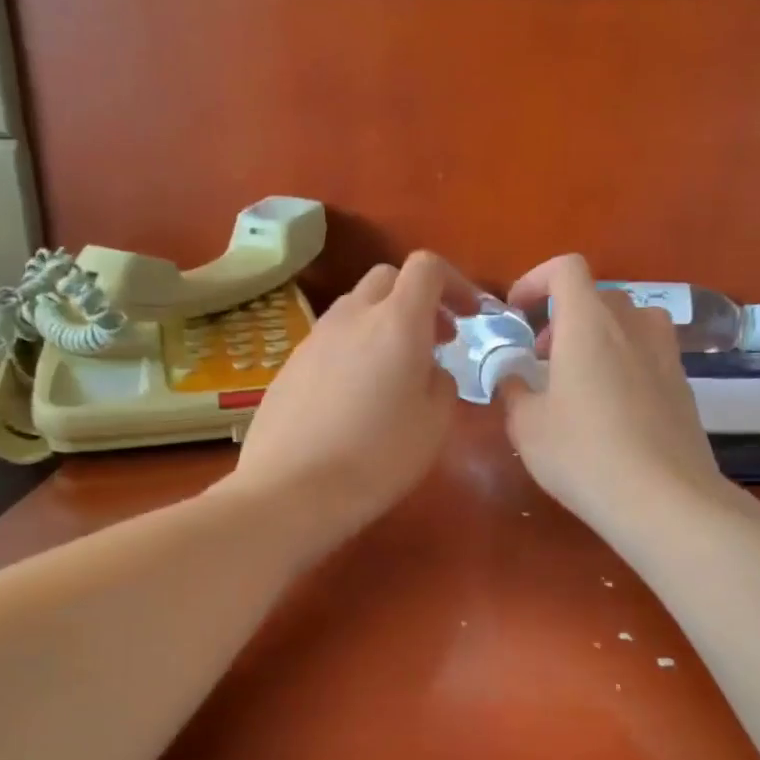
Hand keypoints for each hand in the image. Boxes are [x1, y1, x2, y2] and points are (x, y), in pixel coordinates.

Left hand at [226, 251, 454, 541]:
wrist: (292, 491)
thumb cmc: (378, 457)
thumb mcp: (435, 424)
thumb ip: (442, 382)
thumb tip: (429, 370)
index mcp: (396, 323)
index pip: (426, 268)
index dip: (455, 283)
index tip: (470, 317)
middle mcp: (352, 317)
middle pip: (387, 279)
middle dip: (418, 299)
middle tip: (436, 340)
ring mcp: (314, 338)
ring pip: (355, 309)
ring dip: (383, 324)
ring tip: (395, 371)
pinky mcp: (289, 365)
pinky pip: (330, 341)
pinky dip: (353, 349)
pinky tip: (355, 397)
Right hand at [501, 255, 729, 537]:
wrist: (664, 499)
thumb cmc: (583, 454)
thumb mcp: (527, 426)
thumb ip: (514, 390)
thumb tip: (513, 377)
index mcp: (589, 323)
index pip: (566, 269)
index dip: (535, 280)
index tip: (517, 313)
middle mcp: (632, 326)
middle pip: (598, 296)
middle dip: (564, 316)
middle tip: (542, 357)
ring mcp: (666, 354)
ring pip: (629, 322)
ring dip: (599, 336)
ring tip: (579, 378)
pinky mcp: (684, 385)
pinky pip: (649, 354)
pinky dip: (625, 362)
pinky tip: (611, 410)